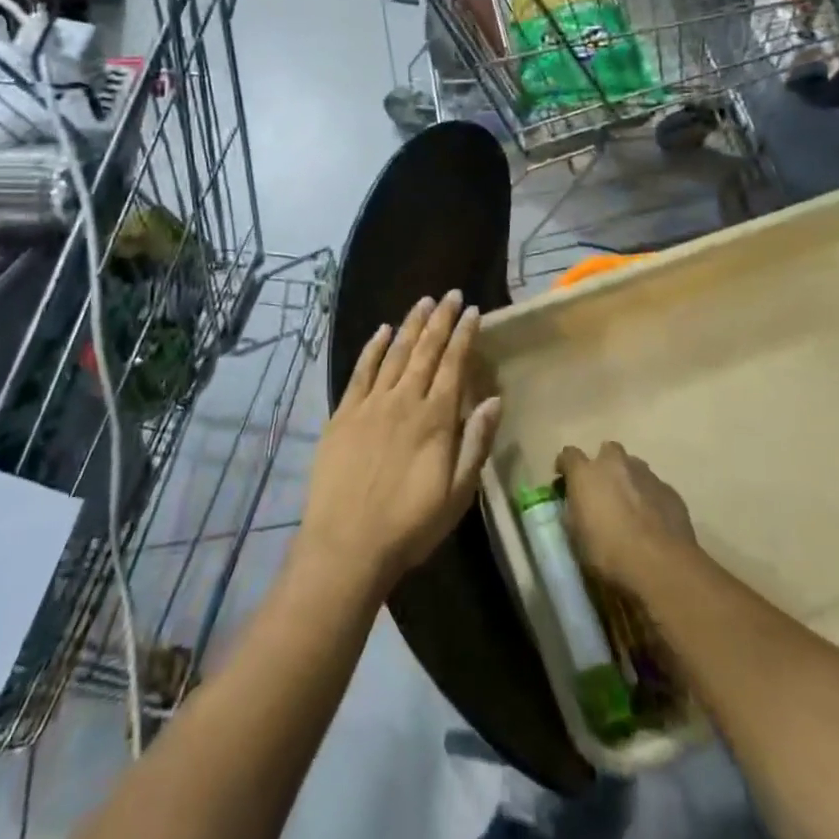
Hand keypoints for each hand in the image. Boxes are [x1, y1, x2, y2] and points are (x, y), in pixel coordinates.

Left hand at [297, 292, 502, 596]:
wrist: (347, 544)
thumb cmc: (410, 525)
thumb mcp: (457, 493)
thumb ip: (476, 442)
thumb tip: (495, 399)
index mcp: (435, 418)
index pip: (453, 364)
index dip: (463, 335)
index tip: (472, 310)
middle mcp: (404, 400)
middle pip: (426, 350)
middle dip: (440, 319)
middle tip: (450, 294)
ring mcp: (371, 404)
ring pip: (395, 353)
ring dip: (410, 325)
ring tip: (423, 302)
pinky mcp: (343, 413)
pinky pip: (361, 371)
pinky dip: (373, 348)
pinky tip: (382, 331)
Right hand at [555, 441, 695, 594]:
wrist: (662, 569)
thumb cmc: (609, 555)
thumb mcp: (576, 538)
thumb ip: (574, 513)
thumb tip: (576, 506)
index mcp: (586, 473)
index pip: (569, 455)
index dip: (566, 467)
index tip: (565, 481)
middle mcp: (616, 464)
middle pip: (608, 451)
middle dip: (605, 466)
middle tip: (604, 491)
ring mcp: (646, 475)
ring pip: (634, 467)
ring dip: (629, 480)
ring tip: (630, 508)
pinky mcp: (670, 491)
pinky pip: (655, 488)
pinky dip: (650, 498)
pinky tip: (653, 522)